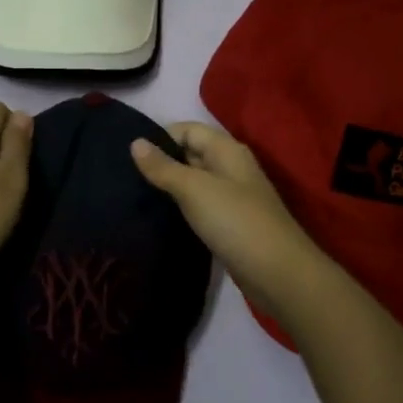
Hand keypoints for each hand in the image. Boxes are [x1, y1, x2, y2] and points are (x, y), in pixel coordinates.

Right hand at [131, 122, 326, 316]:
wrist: (277, 273)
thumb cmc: (235, 221)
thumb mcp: (194, 189)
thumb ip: (163, 167)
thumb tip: (135, 142)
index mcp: (226, 150)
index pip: (187, 129)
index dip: (159, 138)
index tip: (128, 156)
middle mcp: (230, 167)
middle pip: (189, 153)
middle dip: (160, 162)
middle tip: (125, 177)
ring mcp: (231, 196)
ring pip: (193, 182)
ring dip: (168, 187)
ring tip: (134, 196)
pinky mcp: (228, 223)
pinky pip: (199, 206)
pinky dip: (180, 208)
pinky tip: (158, 218)